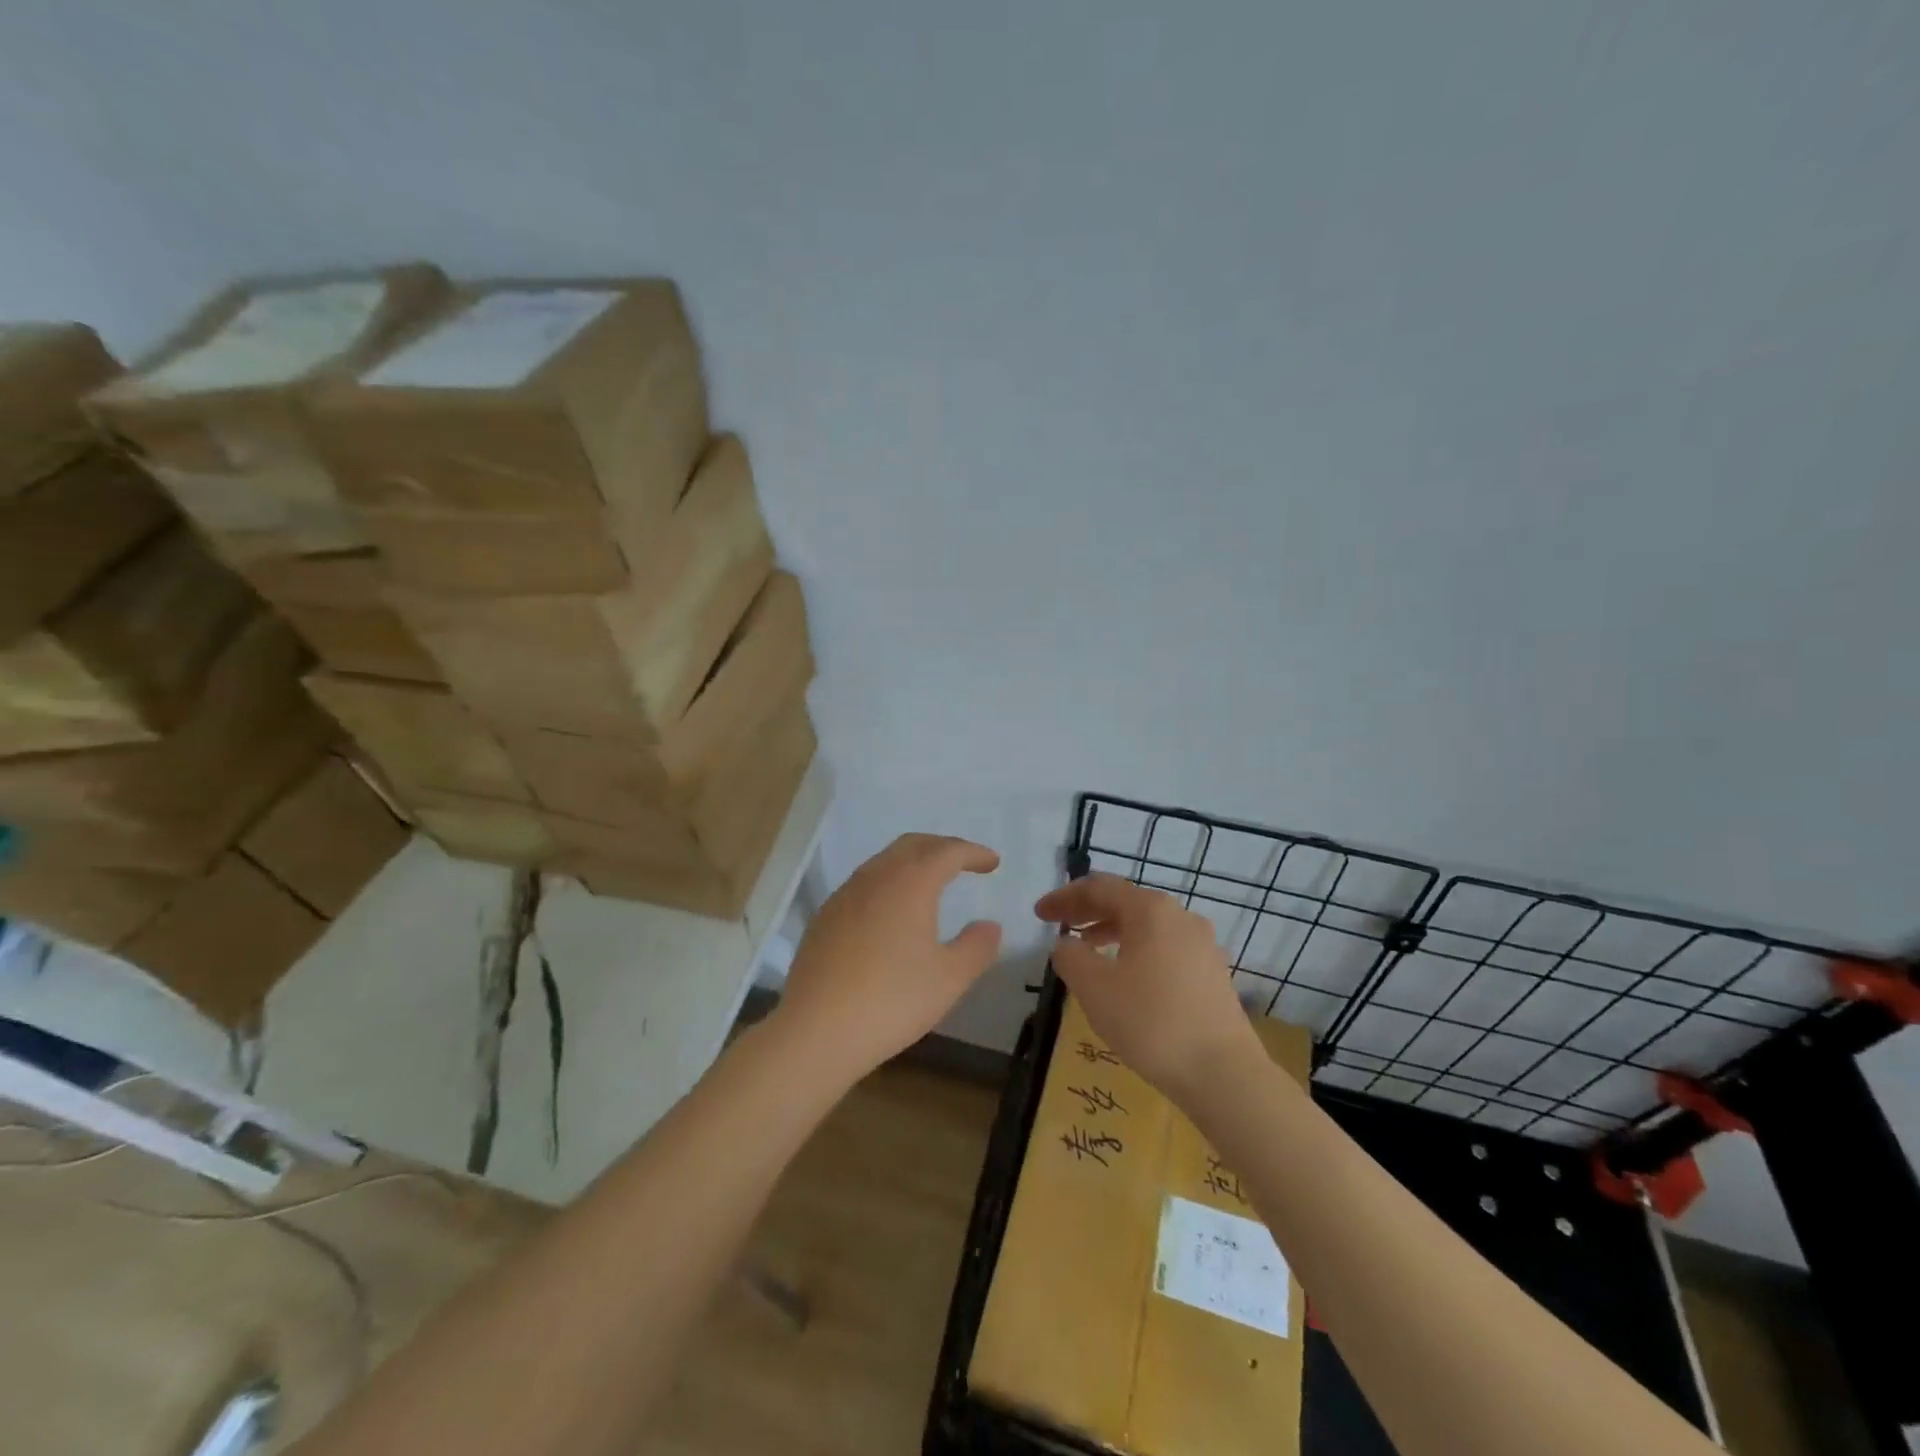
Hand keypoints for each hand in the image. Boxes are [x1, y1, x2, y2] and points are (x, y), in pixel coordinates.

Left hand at [773, 834, 1002, 1081]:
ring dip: (912, 863)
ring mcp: (844, 896)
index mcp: (910, 883)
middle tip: (964, 863)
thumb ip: (976, 947)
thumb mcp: (950, 979)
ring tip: (930, 884)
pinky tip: (891, 914)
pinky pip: (863, 885)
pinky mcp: (824, 918)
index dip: (973, 852)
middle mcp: (875, 877)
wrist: (816, 1030)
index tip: (992, 862)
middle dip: (942, 847)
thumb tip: (990, 926)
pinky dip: (887, 884)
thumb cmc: (892, 1000)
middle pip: (912, 845)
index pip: (947, 852)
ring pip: (883, 862)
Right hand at [1035, 873, 1260, 1100]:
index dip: (1064, 897)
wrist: (1223, 1073)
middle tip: (1057, 926)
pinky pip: (1163, 946)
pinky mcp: (1211, 971)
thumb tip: (1067, 944)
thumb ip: (1071, 957)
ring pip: (1145, 925)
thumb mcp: (1095, 988)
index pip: (1099, 888)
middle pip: (1124, 901)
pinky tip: (1124, 976)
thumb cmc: (1151, 1022)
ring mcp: (1201, 944)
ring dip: (1110, 930)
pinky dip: (1135, 949)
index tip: (1039, 914)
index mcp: (1150, 910)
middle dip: (1087, 911)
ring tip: (1085, 950)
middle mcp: (1179, 916)